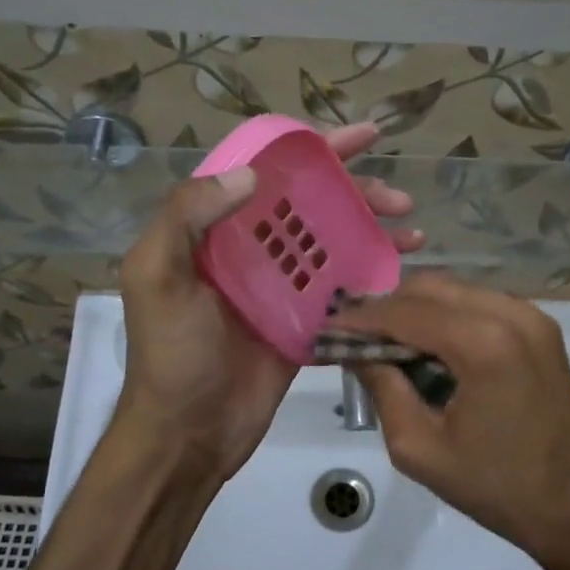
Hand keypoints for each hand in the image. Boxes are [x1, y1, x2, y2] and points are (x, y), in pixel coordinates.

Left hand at [113, 123, 421, 487]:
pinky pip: (343, 286)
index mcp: (213, 228)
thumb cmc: (172, 354)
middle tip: (400, 197)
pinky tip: (403, 268)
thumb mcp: (156, 277)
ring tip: (413, 229)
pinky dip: (372, 273)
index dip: (312, 149)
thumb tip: (250, 175)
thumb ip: (186, 215)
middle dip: (357, 190)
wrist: (189, 432)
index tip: (359, 137)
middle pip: (311, 203)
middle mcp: (251, 247)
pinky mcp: (305, 320)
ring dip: (373, 228)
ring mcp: (282, 284)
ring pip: (334, 240)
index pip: (266, 170)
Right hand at [330, 275, 569, 553]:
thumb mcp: (419, 447)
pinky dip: (448, 314)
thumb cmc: (494, 486)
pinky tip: (430, 344)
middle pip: (431, 287)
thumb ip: (382, 388)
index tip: (328, 328)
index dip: (362, 318)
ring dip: (417, 308)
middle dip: (387, 307)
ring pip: (456, 289)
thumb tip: (353, 349)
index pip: (406, 312)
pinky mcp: (541, 326)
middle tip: (356, 335)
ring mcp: (532, 316)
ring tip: (388, 340)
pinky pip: (480, 302)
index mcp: (483, 344)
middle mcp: (511, 314)